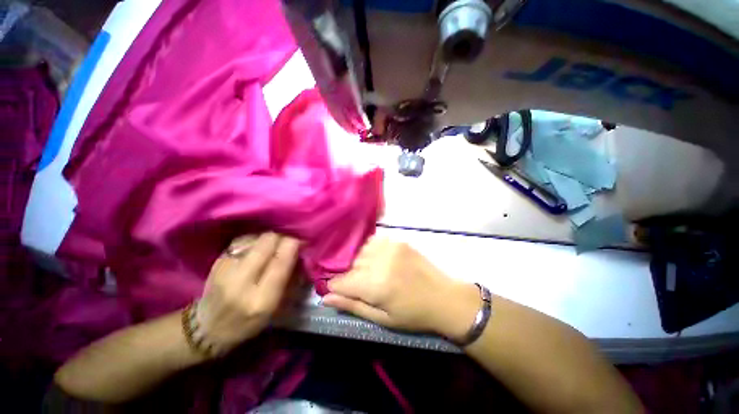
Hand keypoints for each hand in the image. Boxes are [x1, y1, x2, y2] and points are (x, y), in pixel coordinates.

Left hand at [195, 232, 299, 353]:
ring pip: (256, 237)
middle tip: (288, 242)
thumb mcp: (275, 309)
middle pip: (268, 241)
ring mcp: (226, 268)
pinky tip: (257, 247)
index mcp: (261, 299)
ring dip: (269, 239)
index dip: (294, 245)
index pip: (282, 261)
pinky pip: (243, 240)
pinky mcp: (217, 260)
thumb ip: (290, 280)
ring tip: (273, 246)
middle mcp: (242, 281)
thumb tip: (300, 254)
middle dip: (283, 237)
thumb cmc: (247, 323)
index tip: (302, 242)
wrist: (207, 328)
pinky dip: (255, 240)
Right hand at [322, 237, 479, 341]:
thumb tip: (326, 298)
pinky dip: (371, 250)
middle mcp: (381, 262)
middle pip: (350, 264)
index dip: (336, 287)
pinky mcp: (398, 241)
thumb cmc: (413, 315)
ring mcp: (390, 247)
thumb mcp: (382, 319)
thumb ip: (352, 306)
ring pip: (360, 251)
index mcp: (376, 286)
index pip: (341, 281)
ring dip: (360, 262)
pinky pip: (374, 242)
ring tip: (371, 272)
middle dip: (350, 276)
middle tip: (361, 286)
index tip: (339, 291)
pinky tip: (379, 260)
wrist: (444, 297)